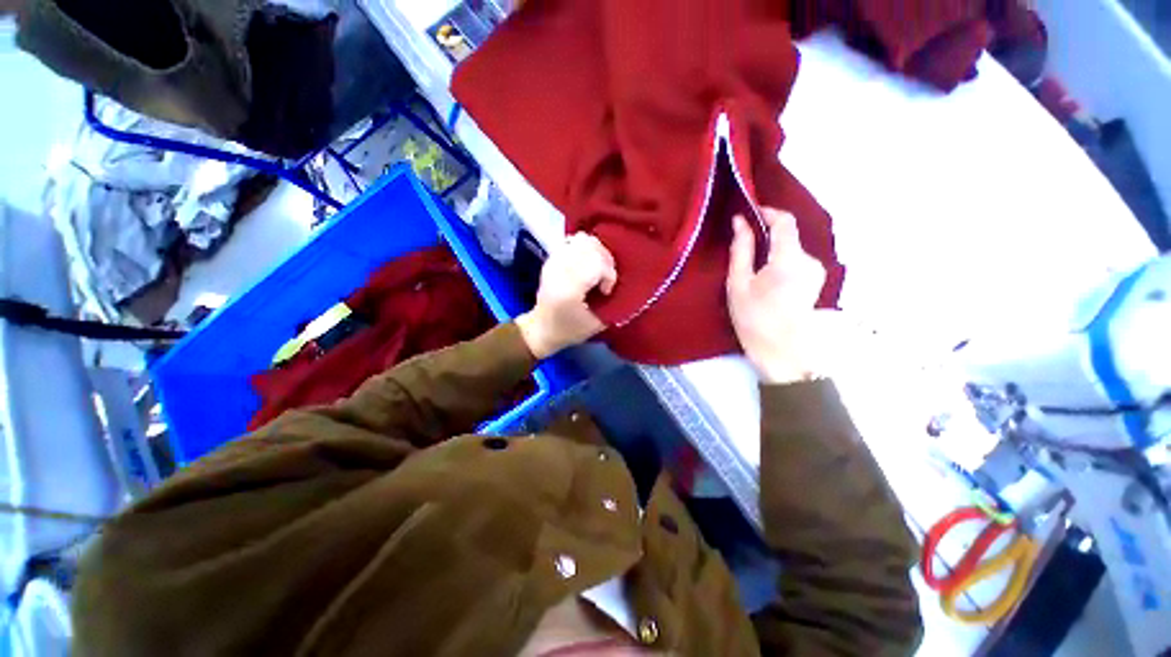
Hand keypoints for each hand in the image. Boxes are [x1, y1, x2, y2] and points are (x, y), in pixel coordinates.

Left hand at [516, 232, 616, 358]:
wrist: (541, 328)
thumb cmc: (569, 330)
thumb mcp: (596, 325)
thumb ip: (612, 304)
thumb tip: (624, 288)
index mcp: (569, 288)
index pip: (597, 263)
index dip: (609, 275)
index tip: (605, 292)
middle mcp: (560, 270)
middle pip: (592, 247)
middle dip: (606, 262)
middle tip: (604, 279)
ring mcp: (554, 261)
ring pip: (583, 239)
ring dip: (597, 252)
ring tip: (597, 268)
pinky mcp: (551, 258)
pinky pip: (573, 241)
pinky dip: (585, 248)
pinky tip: (587, 263)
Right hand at [727, 208, 825, 382]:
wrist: (783, 354)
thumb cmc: (755, 320)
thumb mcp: (738, 284)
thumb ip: (741, 250)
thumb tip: (740, 221)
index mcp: (789, 259)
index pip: (784, 221)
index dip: (767, 212)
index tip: (748, 213)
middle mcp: (810, 260)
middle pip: (788, 236)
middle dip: (766, 235)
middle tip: (742, 247)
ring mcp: (816, 272)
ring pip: (791, 249)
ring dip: (772, 251)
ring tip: (751, 269)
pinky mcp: (816, 281)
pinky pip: (796, 261)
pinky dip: (779, 262)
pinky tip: (766, 280)